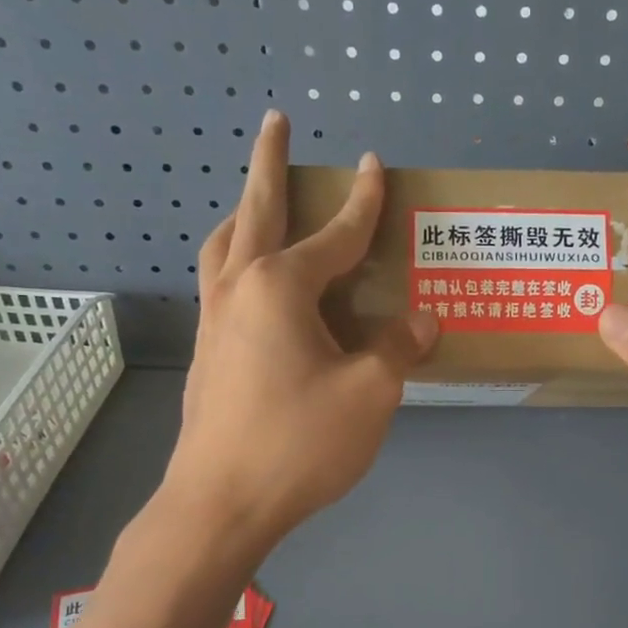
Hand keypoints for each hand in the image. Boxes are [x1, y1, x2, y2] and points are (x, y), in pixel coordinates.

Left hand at [148, 111, 436, 555]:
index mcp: (280, 287)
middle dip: (268, 163)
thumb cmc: (299, 443)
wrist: (220, 504)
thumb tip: (420, 321)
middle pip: (254, 210)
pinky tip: (255, 284)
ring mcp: (213, 322)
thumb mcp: (370, 394)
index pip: (334, 233)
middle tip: (274, 124)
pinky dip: (237, 260)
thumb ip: (397, 348)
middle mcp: (239, 289)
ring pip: (224, 246)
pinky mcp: (206, 355)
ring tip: (258, 202)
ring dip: (244, 212)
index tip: (374, 165)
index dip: (361, 201)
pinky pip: (221, 284)